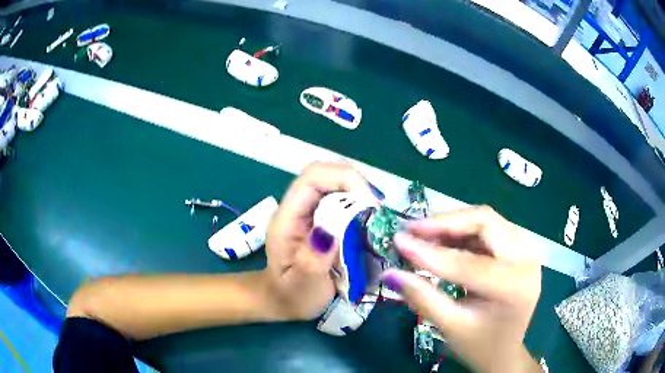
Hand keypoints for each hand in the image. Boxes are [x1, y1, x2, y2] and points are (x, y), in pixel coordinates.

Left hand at [263, 162, 376, 320]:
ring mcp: (309, 211)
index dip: (343, 179)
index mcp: (287, 219)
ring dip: (360, 194)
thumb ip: (311, 262)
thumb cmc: (291, 295)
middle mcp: (297, 208)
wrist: (282, 299)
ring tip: (376, 217)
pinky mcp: (321, 218)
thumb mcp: (301, 286)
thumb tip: (329, 233)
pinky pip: (342, 199)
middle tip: (377, 212)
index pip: (311, 178)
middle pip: (326, 174)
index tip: (369, 203)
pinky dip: (360, 205)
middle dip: (356, 185)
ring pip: (336, 184)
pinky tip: (369, 223)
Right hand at [383, 206, 541, 372]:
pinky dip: (464, 232)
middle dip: (446, 223)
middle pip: (485, 222)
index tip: (399, 240)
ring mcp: (526, 251)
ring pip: (487, 220)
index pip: (468, 263)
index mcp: (512, 286)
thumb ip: (422, 297)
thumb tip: (390, 273)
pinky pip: (490, 229)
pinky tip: (443, 240)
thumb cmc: (479, 345)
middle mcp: (526, 259)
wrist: (504, 352)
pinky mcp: (520, 249)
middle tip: (413, 229)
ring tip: (423, 234)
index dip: (430, 252)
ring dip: (454, 224)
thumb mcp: (450, 326)